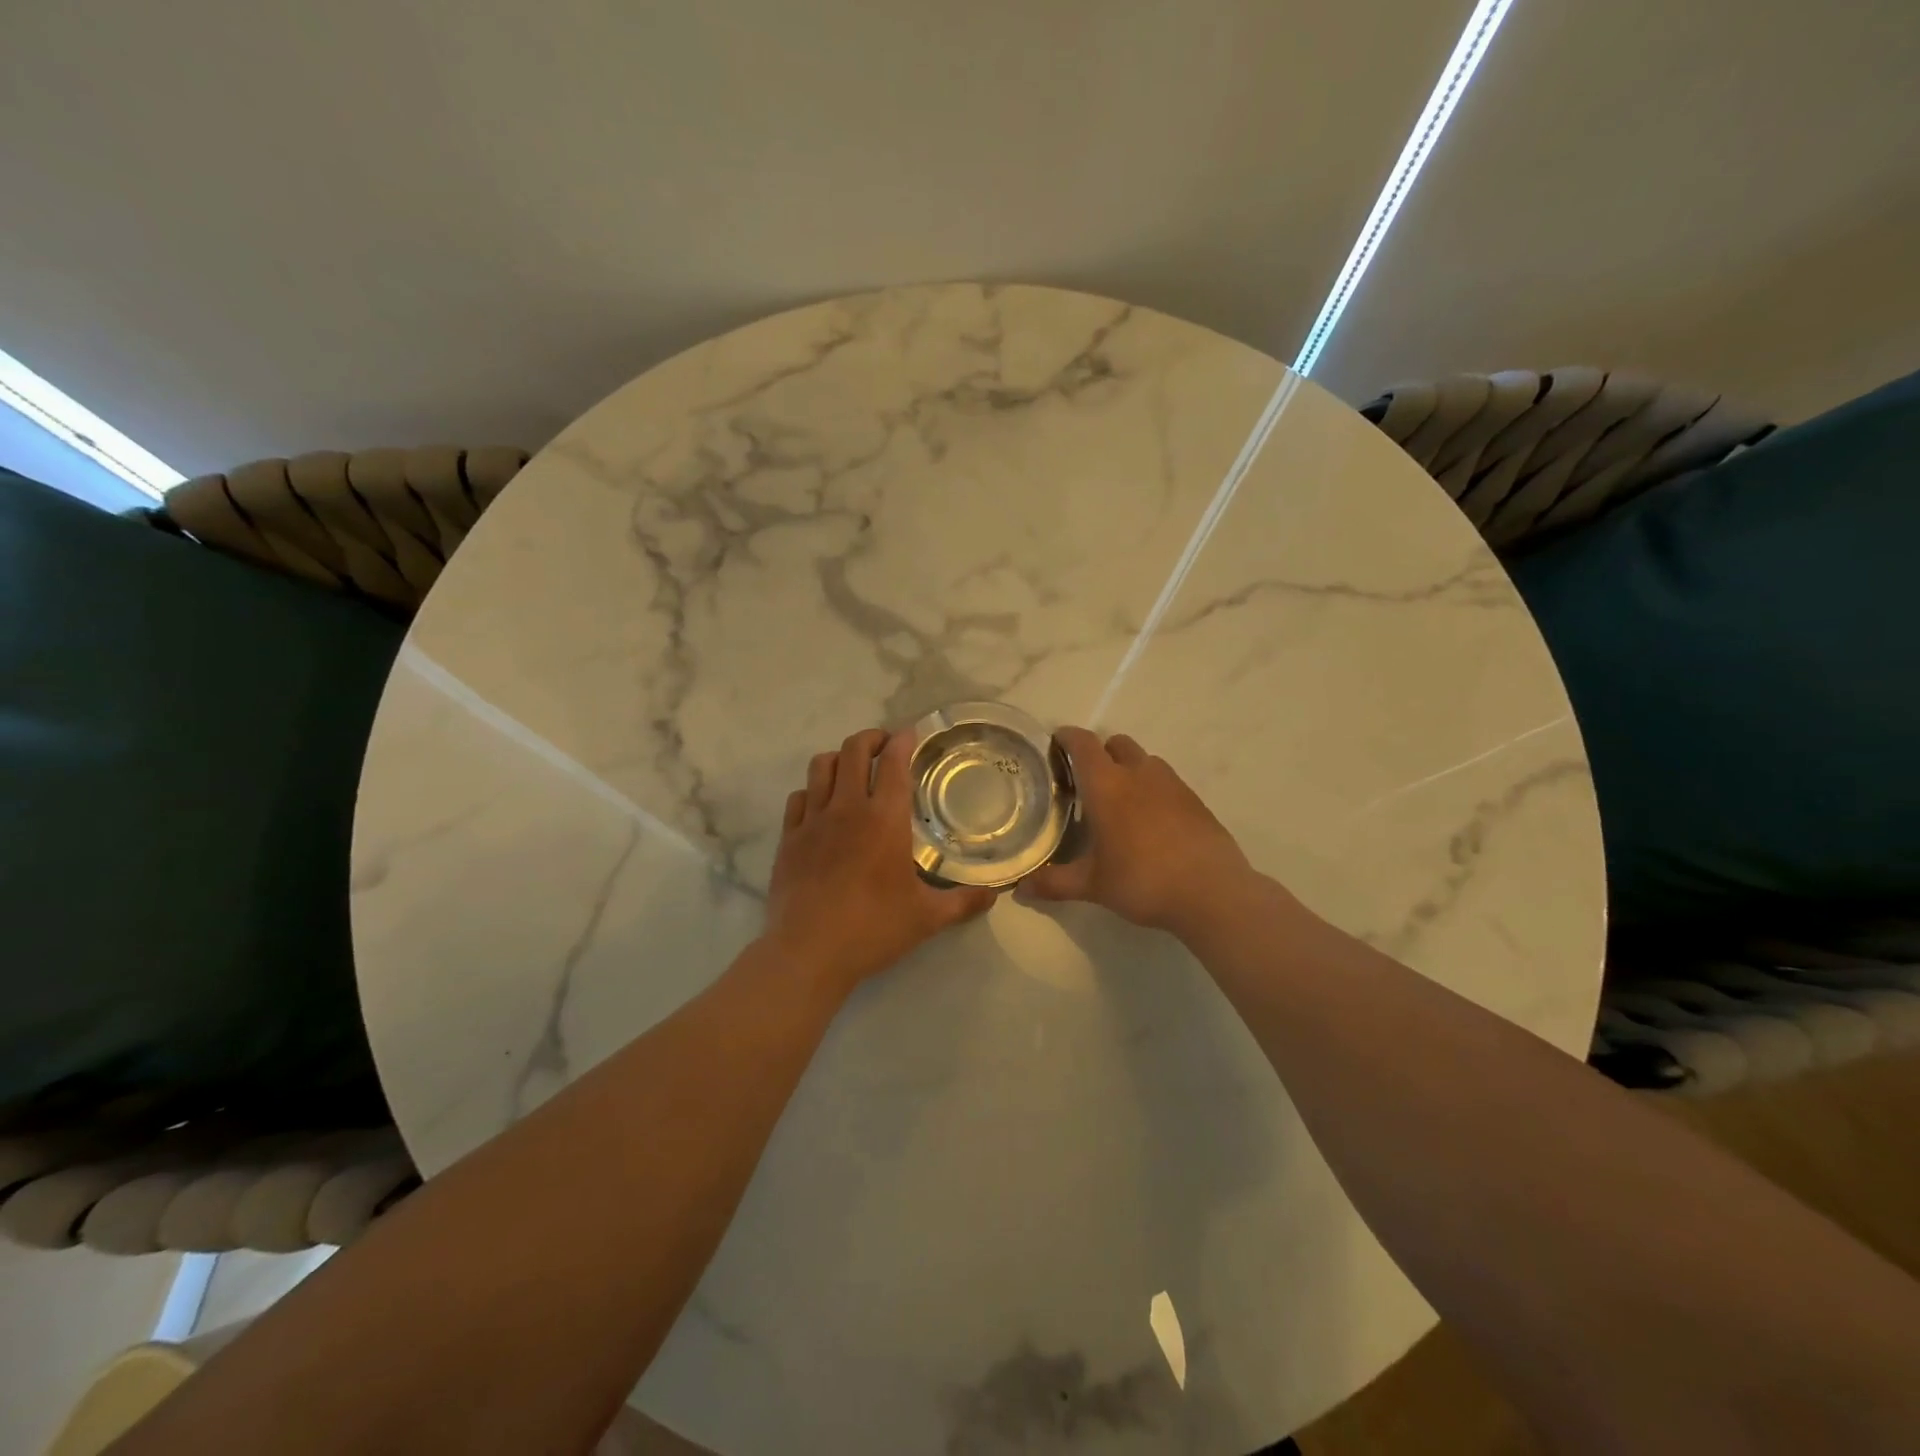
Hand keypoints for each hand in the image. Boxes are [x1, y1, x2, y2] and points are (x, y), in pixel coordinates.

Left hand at [764, 728, 996, 998]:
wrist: (808, 952)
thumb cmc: (873, 929)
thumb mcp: (927, 918)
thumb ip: (963, 901)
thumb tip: (995, 895)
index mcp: (884, 819)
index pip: (894, 762)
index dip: (902, 741)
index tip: (910, 734)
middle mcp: (847, 808)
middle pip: (853, 750)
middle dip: (871, 738)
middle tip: (884, 745)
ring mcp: (813, 820)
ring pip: (821, 766)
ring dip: (839, 757)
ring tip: (852, 767)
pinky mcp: (788, 838)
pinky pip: (798, 797)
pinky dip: (812, 790)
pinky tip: (821, 804)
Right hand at [1017, 726, 1252, 935]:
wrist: (1212, 892)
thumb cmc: (1142, 881)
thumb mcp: (1092, 885)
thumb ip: (1053, 883)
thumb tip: (1020, 889)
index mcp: (1107, 785)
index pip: (1083, 744)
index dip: (1066, 737)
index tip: (1055, 743)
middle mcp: (1139, 774)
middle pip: (1116, 743)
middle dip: (1099, 753)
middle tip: (1086, 781)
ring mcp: (1172, 784)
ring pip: (1144, 760)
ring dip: (1128, 769)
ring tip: (1119, 802)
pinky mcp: (1195, 800)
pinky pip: (1166, 782)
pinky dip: (1153, 790)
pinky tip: (1150, 823)